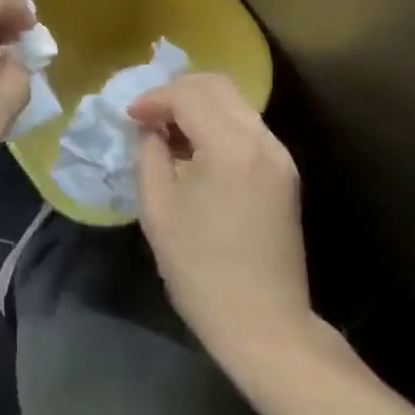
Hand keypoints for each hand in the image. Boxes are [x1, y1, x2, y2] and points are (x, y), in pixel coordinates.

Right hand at [129, 74, 313, 381]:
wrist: (267, 329)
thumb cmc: (203, 272)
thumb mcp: (158, 210)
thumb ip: (150, 154)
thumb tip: (150, 129)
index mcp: (231, 148)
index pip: (188, 95)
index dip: (154, 98)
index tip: (130, 117)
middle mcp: (262, 141)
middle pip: (217, 85)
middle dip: (177, 91)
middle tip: (148, 116)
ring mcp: (278, 156)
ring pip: (234, 102)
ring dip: (198, 105)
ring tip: (167, 132)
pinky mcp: (283, 173)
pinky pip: (245, 125)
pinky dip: (216, 122)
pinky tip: (194, 150)